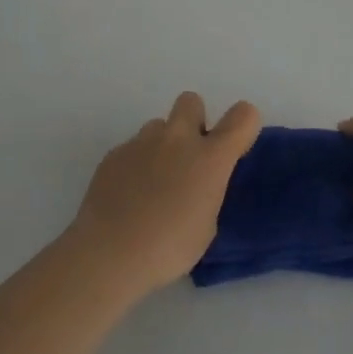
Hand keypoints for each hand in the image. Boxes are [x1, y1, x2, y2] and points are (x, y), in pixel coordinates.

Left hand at [68, 93, 261, 301]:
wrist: (109, 252)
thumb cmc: (168, 248)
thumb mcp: (206, 226)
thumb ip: (208, 191)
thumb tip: (197, 184)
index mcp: (209, 157)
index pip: (243, 116)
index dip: (243, 125)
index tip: (234, 147)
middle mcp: (177, 138)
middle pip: (192, 101)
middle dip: (194, 121)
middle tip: (188, 159)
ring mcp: (142, 141)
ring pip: (159, 126)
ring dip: (162, 146)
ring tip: (153, 184)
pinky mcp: (115, 152)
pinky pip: (133, 148)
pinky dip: (136, 164)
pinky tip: (128, 196)